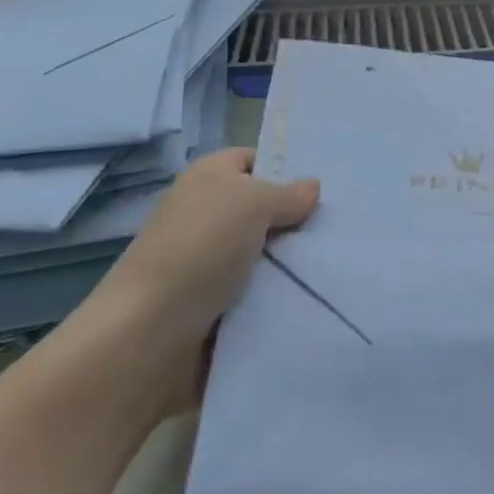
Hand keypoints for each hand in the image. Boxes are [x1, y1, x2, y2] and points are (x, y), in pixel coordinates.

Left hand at [84, 147, 318, 415]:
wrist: (150, 333)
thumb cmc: (201, 248)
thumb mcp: (254, 203)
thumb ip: (288, 194)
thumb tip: (312, 187)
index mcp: (208, 177)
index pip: (253, 159)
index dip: (285, 167)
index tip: (326, 185)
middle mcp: (206, 214)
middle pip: (263, 208)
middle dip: (297, 218)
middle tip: (342, 223)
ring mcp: (208, 261)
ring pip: (264, 252)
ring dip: (292, 260)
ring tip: (337, 260)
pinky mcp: (213, 303)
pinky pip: (257, 290)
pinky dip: (279, 294)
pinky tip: (314, 293)